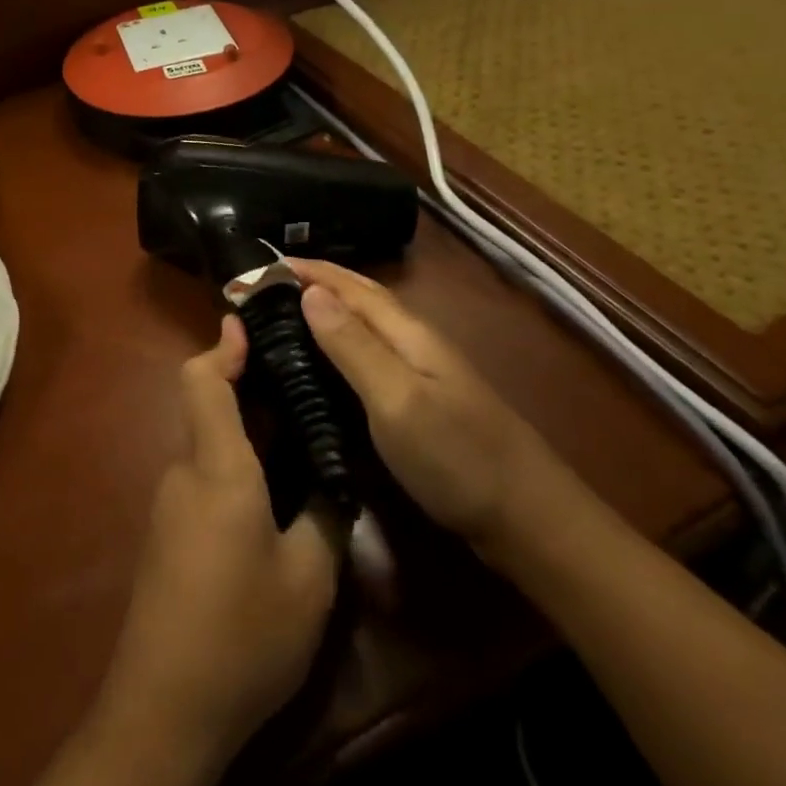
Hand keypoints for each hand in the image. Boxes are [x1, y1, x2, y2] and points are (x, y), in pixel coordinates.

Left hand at [100, 315, 340, 761]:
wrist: (164, 711)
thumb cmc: (242, 635)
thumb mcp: (308, 579)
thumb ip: (325, 516)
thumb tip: (333, 480)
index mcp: (217, 468)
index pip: (202, 381)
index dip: (223, 346)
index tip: (249, 322)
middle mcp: (184, 473)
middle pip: (206, 407)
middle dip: (246, 386)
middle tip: (300, 382)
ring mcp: (170, 505)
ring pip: (208, 446)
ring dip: (245, 432)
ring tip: (299, 436)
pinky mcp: (168, 537)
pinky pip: (203, 479)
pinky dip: (235, 466)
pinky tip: (273, 495)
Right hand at [288, 258, 564, 558]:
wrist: (528, 519)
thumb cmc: (457, 457)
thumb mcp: (397, 399)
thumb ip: (353, 346)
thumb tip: (309, 291)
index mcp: (407, 332)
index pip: (348, 285)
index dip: (307, 270)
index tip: (257, 265)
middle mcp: (413, 341)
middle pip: (359, 297)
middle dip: (314, 283)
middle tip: (263, 287)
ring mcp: (421, 372)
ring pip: (364, 325)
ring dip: (325, 311)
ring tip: (282, 317)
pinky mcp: (420, 401)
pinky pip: (368, 355)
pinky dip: (338, 345)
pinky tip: (322, 364)